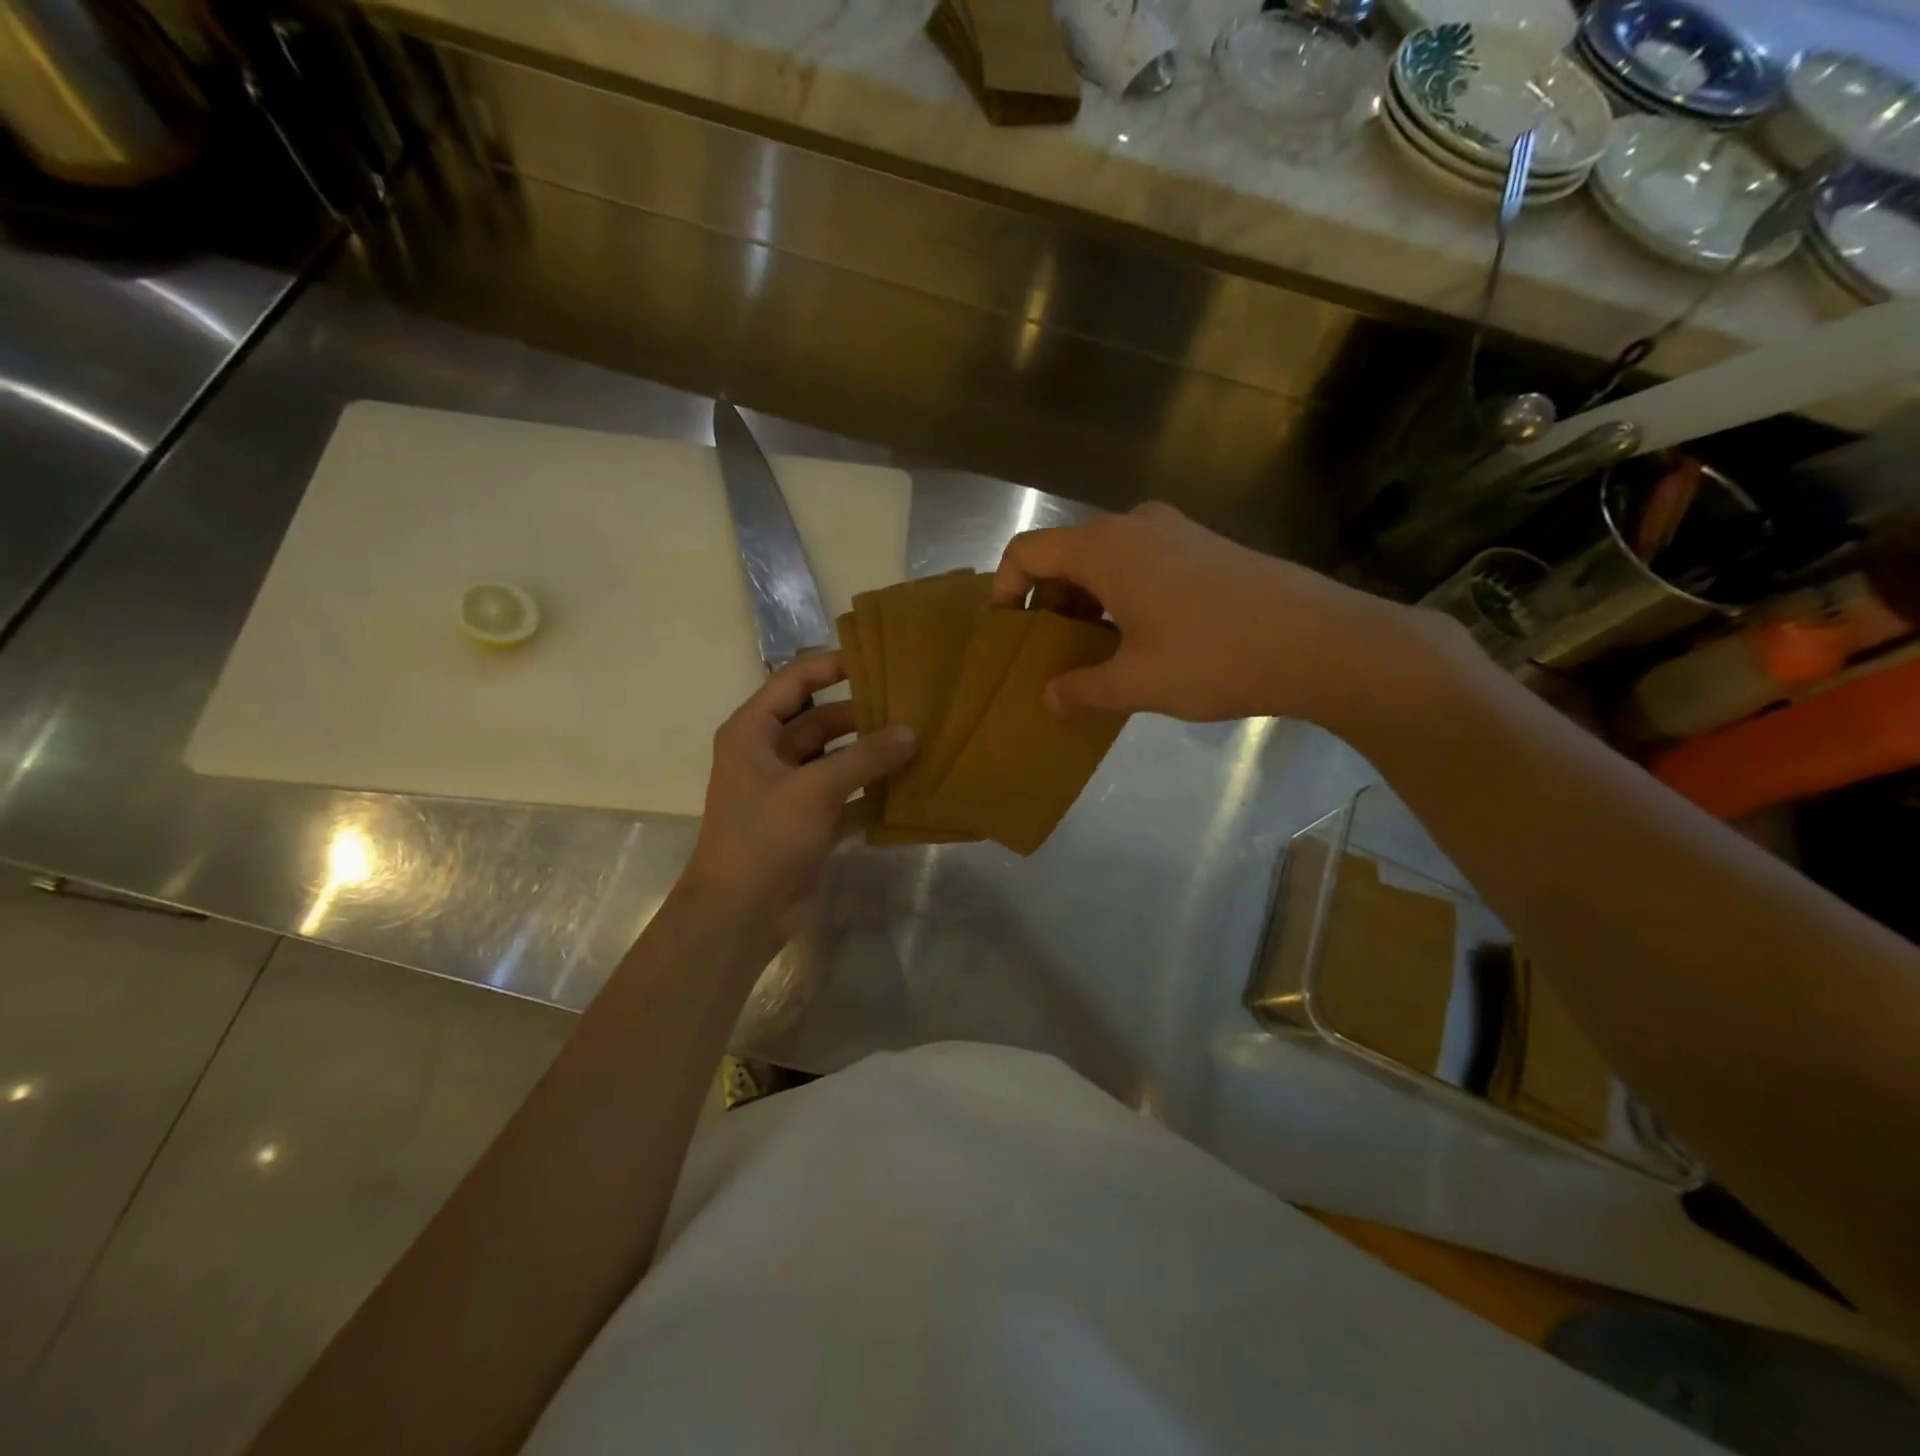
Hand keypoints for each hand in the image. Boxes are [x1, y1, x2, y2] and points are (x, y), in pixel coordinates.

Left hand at [682, 654, 915, 934]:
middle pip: (820, 721)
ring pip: (835, 760)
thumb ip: (865, 757)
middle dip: (861, 715)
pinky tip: (907, 787)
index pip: (794, 682)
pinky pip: (844, 796)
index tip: (877, 659)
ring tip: (917, 741)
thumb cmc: (766, 837)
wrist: (740, 914)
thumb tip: (911, 732)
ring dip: (869, 755)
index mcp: (753, 732)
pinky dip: (869, 792)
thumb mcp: (815, 789)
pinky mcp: (807, 823)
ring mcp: (788, 791)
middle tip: (911, 706)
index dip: (831, 666)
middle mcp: (768, 755)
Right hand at [993, 502, 1459, 730]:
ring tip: (1094, 653)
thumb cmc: (1214, 657)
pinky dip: (1121, 595)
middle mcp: (1135, 525)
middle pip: (1066, 554)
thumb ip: (1082, 689)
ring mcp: (1175, 531)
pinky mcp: (1205, 546)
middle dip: (1048, 603)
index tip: (1008, 633)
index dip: (1005, 589)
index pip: (1028, 551)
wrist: (1320, 640)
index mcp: (1106, 547)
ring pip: (1105, 560)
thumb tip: (1050, 698)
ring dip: (1087, 602)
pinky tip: (1140, 639)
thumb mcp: (1137, 683)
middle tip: (1050, 653)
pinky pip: (1141, 563)